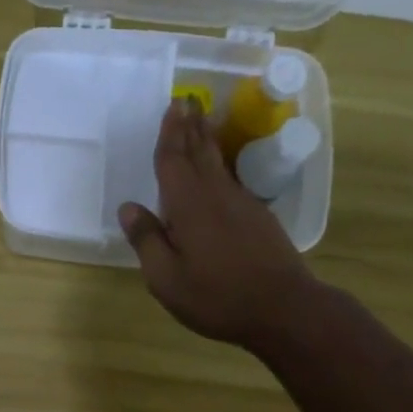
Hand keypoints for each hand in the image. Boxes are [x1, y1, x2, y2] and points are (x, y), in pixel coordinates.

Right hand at [119, 99, 317, 353]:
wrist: (283, 309)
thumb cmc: (217, 297)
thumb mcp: (167, 278)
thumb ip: (147, 241)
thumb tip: (129, 208)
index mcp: (189, 206)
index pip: (174, 161)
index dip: (170, 134)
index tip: (172, 106)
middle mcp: (216, 196)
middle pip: (200, 153)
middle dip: (191, 127)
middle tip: (186, 102)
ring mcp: (243, 205)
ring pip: (219, 165)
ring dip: (208, 141)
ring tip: (202, 123)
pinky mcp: (259, 219)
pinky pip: (233, 182)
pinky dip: (222, 167)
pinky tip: (220, 172)